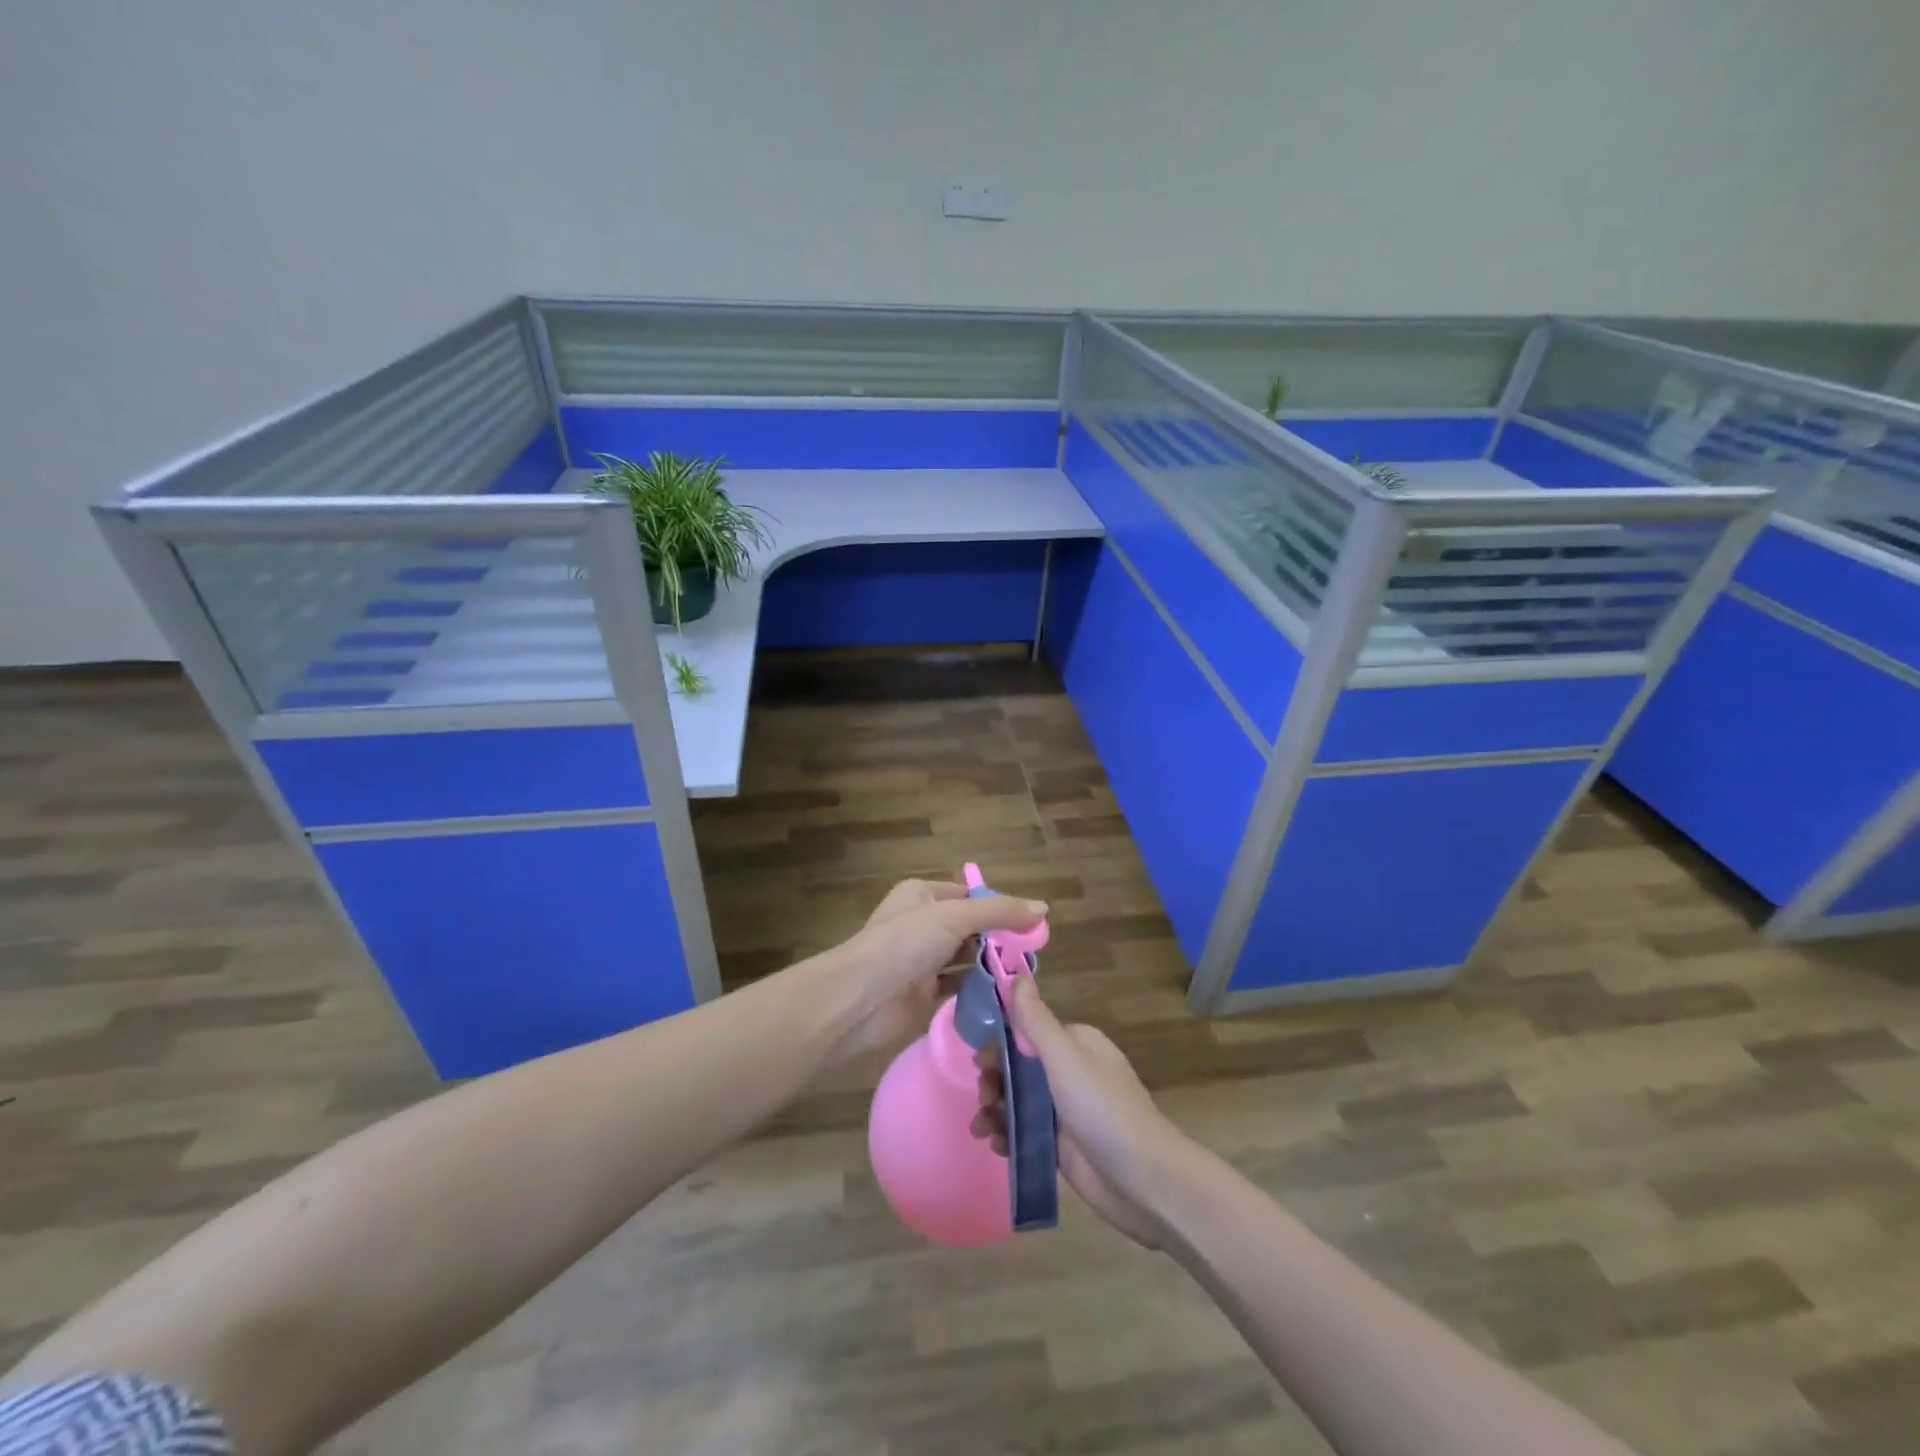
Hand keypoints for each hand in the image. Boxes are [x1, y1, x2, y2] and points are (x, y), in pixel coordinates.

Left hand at [823, 878, 1047, 1062]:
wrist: (862, 1000)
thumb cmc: (906, 943)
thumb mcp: (955, 916)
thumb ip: (999, 912)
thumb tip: (1043, 908)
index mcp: (922, 895)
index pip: (968, 894)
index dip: (998, 905)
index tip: (1032, 922)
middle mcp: (922, 924)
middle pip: (970, 928)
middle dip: (999, 938)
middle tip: (1034, 952)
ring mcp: (922, 962)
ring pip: (966, 959)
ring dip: (991, 966)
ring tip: (1027, 975)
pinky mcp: (924, 996)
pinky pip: (959, 989)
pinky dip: (980, 991)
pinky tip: (1007, 996)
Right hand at [972, 975, 1188, 1248]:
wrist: (1143, 1179)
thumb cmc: (1102, 1108)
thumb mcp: (1065, 1057)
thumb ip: (1035, 1018)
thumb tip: (1017, 973)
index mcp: (1075, 1043)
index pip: (1027, 1031)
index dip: (999, 1044)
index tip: (979, 1062)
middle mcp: (1070, 1071)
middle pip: (1018, 1067)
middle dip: (994, 1080)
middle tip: (982, 1099)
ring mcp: (1066, 1110)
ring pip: (1018, 1100)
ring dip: (994, 1110)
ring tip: (981, 1129)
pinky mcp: (1062, 1145)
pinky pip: (1025, 1131)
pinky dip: (1007, 1134)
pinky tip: (996, 1145)